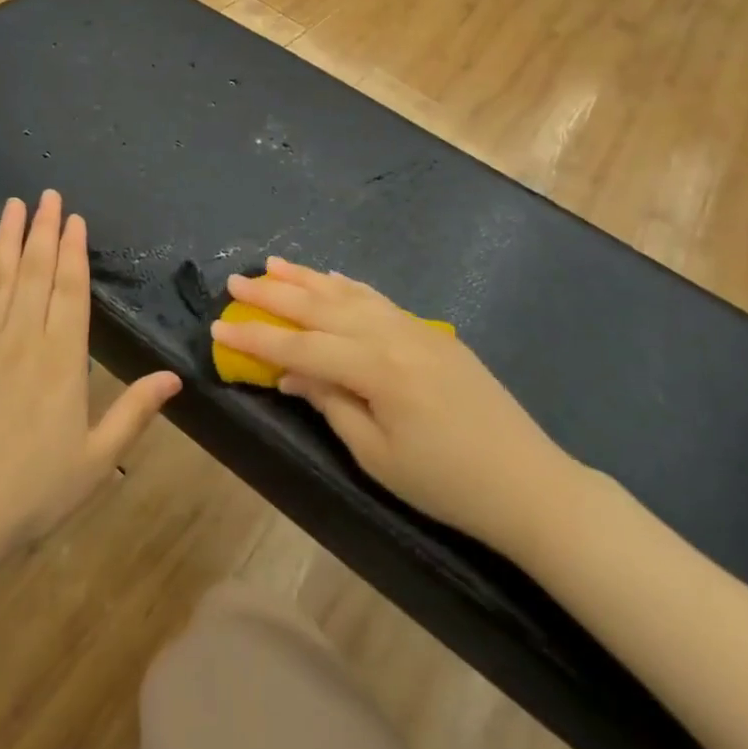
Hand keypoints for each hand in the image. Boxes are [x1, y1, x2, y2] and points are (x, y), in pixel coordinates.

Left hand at [0, 191, 181, 553]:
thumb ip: (134, 413)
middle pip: (36, 273)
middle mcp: (22, 340)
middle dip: (44, 230)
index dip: (74, 251)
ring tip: (14, 206)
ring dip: (8, 240)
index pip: (70, 291)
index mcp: (61, 360)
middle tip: (48, 194)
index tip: (75, 218)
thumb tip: (174, 377)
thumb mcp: (95, 459)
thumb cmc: (32, 492)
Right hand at [211, 258, 579, 558]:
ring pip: (349, 294)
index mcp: (377, 369)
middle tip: (235, 281)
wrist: (529, 484)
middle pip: (321, 308)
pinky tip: (330, 278)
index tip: (218, 326)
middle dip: (274, 295)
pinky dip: (349, 286)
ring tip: (273, 265)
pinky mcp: (432, 333)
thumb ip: (330, 404)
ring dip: (307, 279)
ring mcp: (416, 329)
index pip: (301, 346)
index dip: (257, 337)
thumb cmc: (447, 484)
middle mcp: (393, 336)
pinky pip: (380, 300)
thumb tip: (292, 372)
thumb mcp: (377, 455)